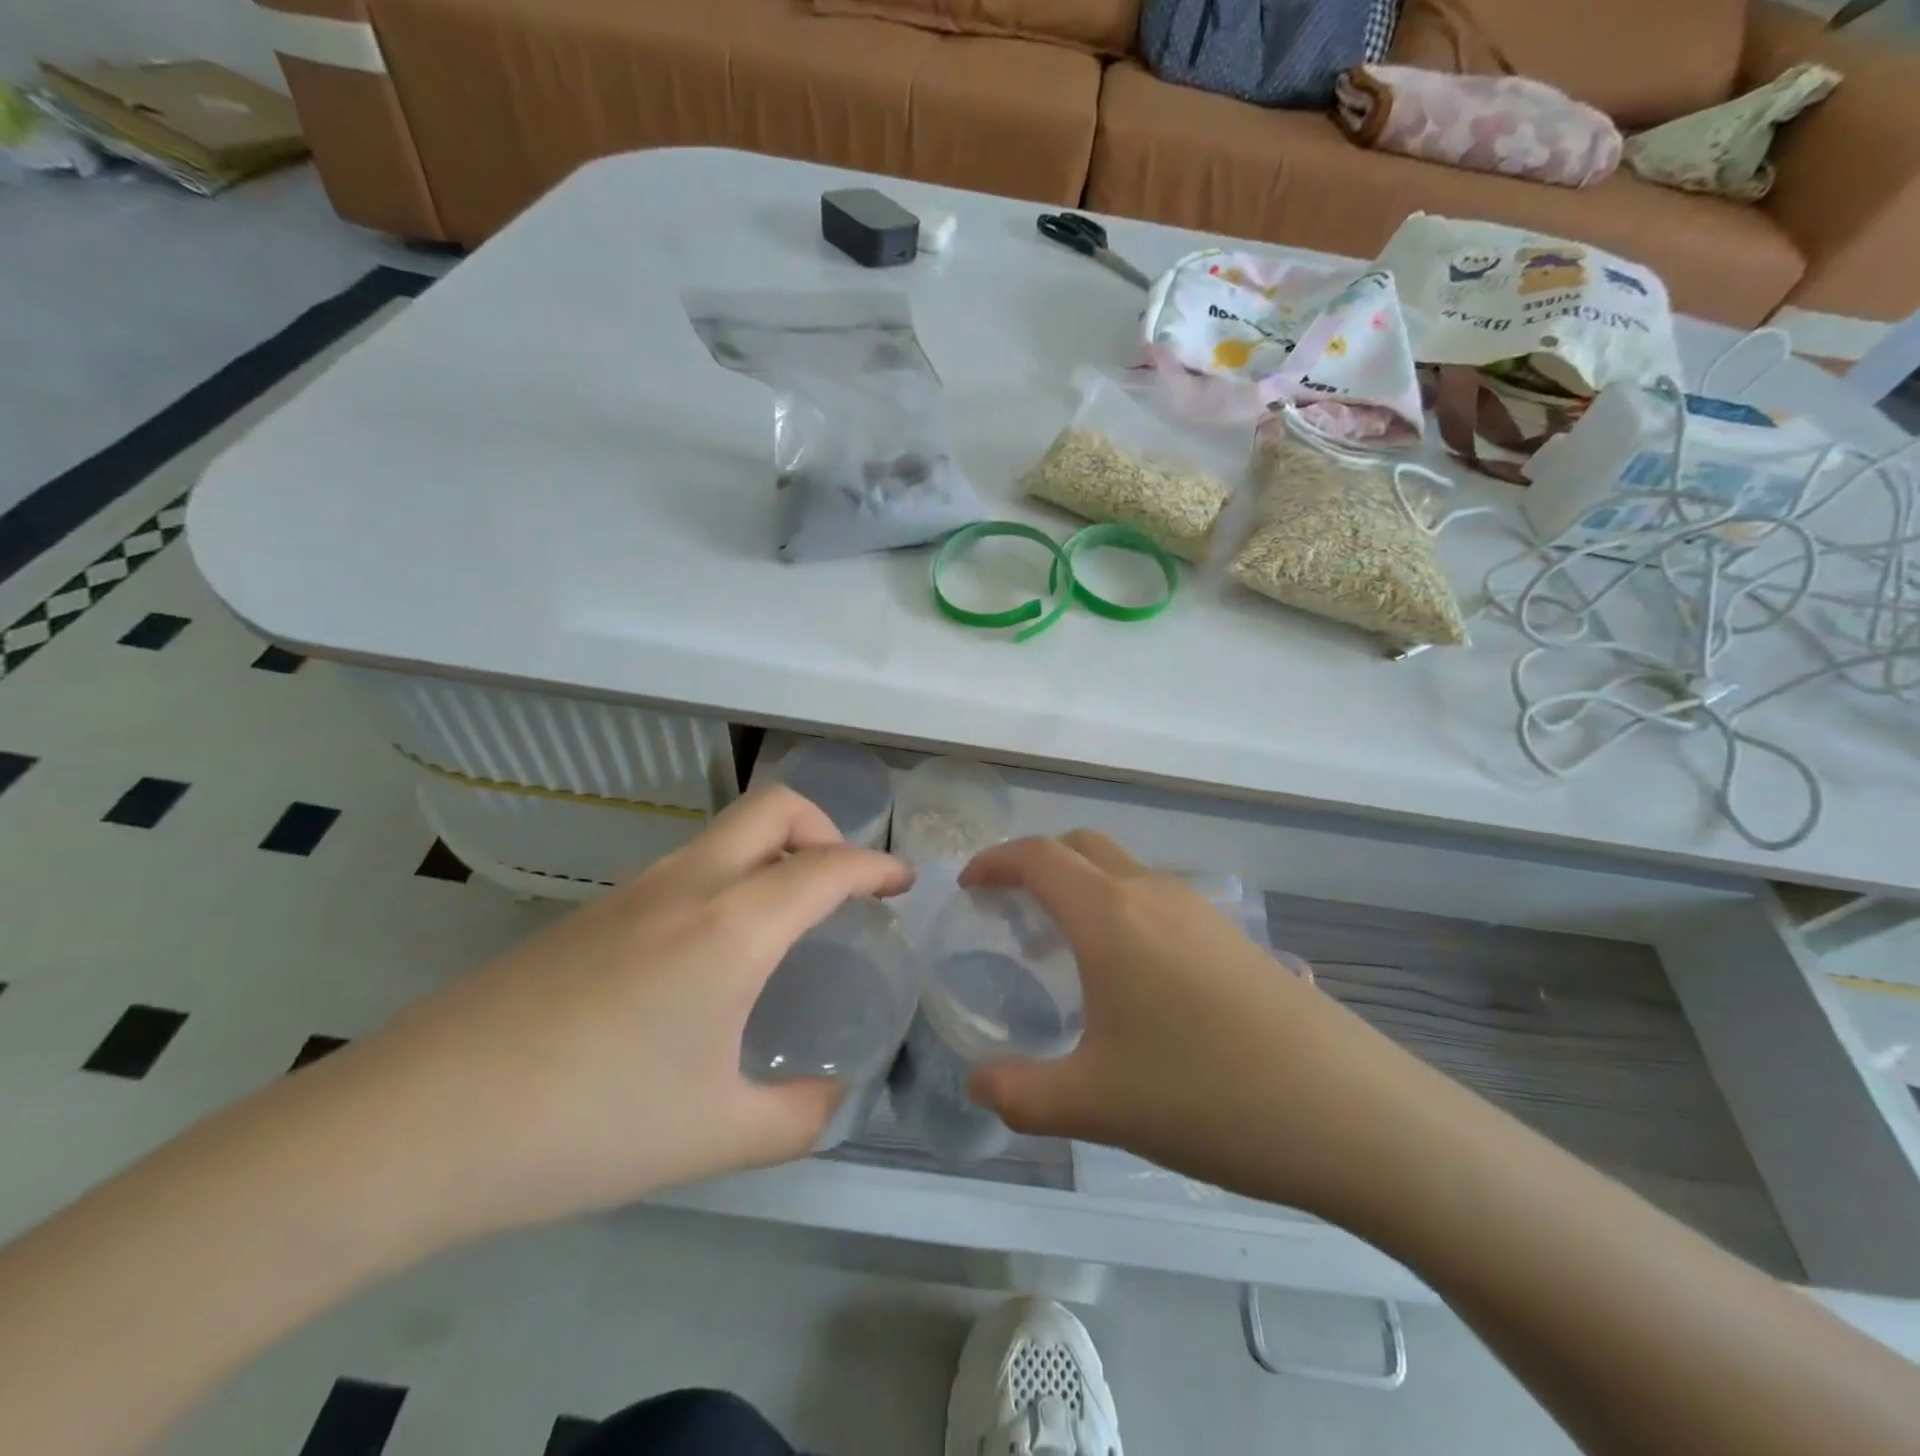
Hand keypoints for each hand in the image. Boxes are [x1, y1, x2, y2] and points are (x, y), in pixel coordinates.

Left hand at [310, 785, 911, 1246]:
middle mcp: (686, 885)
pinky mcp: (588, 914)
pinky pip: (682, 868)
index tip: (903, 883)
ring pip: (722, 833)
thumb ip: (797, 1118)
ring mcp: (629, 891)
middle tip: (842, 880)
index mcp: (731, 926)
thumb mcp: (714, 1135)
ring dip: (770, 852)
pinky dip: (725, 880)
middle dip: (824, 826)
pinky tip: (708, 953)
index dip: (876, 867)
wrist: (415, 1125)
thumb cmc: (587, 1123)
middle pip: (773, 808)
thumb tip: (833, 1101)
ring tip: (783, 918)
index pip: (827, 867)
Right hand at [960, 831, 1402, 1215]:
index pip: (1037, 857)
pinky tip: (1131, 978)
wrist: (1352, 1113)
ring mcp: (1201, 911)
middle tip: (1011, 911)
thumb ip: (1020, 1093)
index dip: (994, 862)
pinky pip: (1158, 900)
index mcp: (1110, 915)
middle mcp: (1153, 894)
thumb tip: (976, 1085)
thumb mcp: (1096, 1105)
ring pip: (1123, 871)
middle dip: (1036, 864)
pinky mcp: (1234, 937)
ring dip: (1083, 888)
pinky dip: (1121, 911)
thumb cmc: (1207, 1096)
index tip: (968, 886)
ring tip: (1065, 949)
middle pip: (1081, 847)